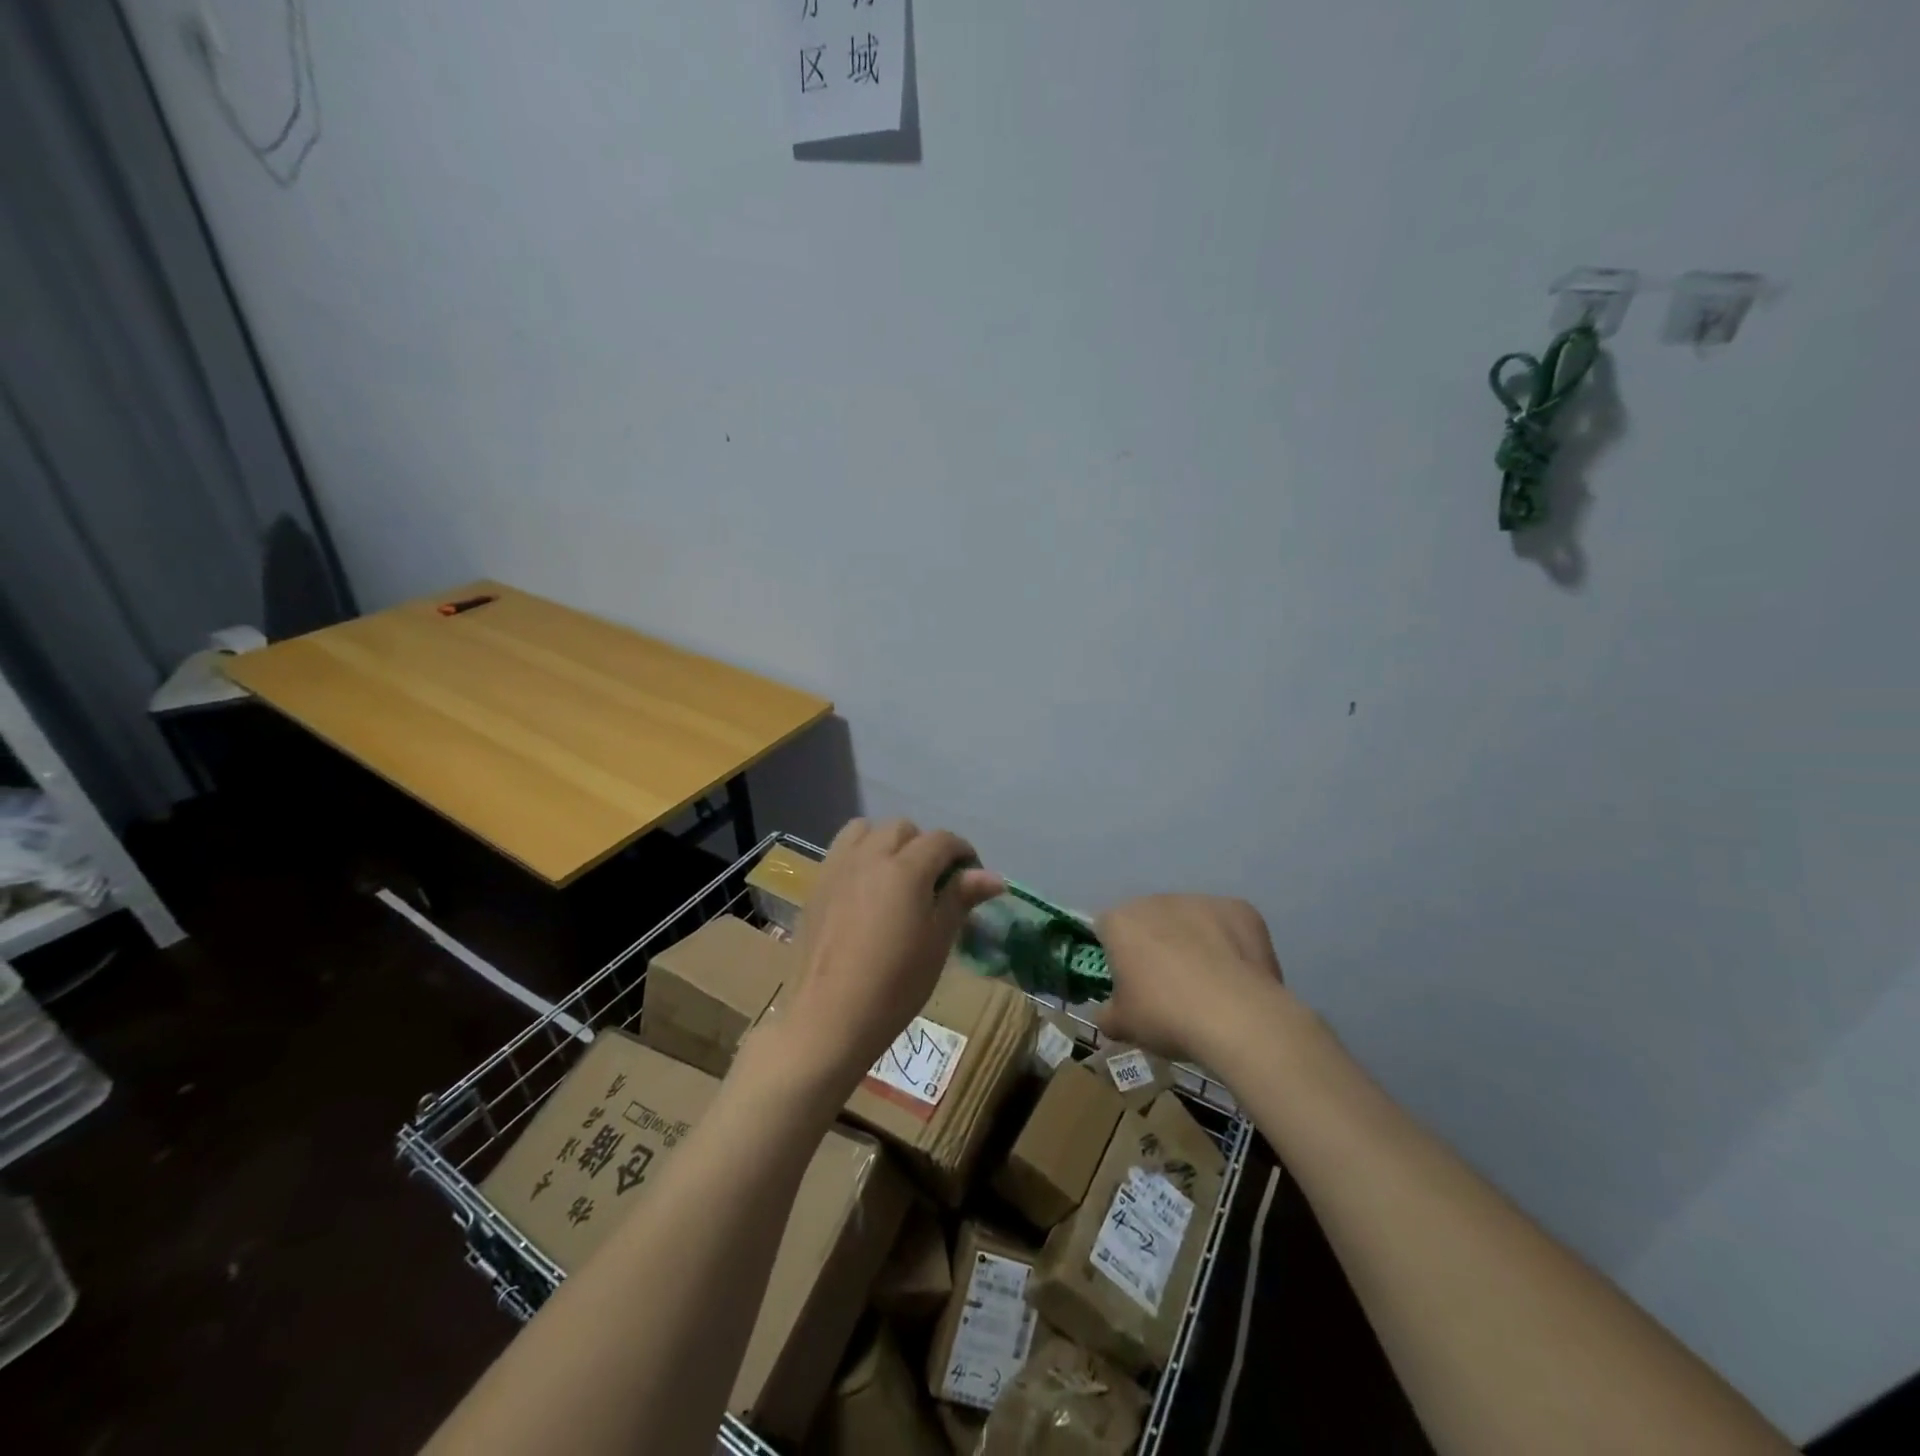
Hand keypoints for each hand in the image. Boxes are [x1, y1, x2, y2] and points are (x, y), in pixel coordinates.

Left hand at [777, 819, 1003, 1091]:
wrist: (828, 1018)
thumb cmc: (895, 985)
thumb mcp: (937, 942)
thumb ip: (960, 899)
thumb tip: (994, 876)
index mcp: (906, 868)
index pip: (942, 840)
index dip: (963, 853)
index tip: (972, 878)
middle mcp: (870, 856)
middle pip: (903, 828)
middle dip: (925, 845)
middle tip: (934, 882)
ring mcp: (838, 867)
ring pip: (867, 830)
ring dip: (887, 842)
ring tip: (896, 876)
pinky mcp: (817, 884)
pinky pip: (842, 850)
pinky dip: (860, 854)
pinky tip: (866, 889)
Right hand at [1093, 895, 1284, 1065]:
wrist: (1238, 1019)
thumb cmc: (1167, 1017)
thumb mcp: (1121, 1026)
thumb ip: (1106, 1013)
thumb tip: (1106, 1012)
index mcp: (1120, 922)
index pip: (1106, 929)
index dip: (1115, 954)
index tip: (1128, 981)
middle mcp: (1157, 901)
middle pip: (1149, 919)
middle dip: (1155, 944)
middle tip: (1168, 985)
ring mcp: (1201, 901)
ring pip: (1189, 919)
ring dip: (1192, 940)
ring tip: (1208, 983)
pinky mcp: (1239, 908)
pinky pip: (1226, 924)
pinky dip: (1229, 944)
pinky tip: (1237, 976)